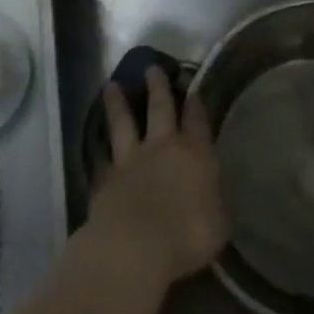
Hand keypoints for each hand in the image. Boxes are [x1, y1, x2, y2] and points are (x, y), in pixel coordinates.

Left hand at [89, 66, 227, 287]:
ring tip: (111, 85)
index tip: (192, 86)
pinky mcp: (106, 180)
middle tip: (152, 67)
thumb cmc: (188, 235)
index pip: (197, 120)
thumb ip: (214, 203)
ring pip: (124, 124)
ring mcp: (131, 161)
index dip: (196, 103)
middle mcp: (163, 147)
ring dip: (118, 104)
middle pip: (160, 108)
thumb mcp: (218, 223)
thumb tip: (212, 197)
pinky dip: (99, 149)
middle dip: (158, 87)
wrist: (137, 246)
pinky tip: (95, 143)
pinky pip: (102, 159)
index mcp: (195, 153)